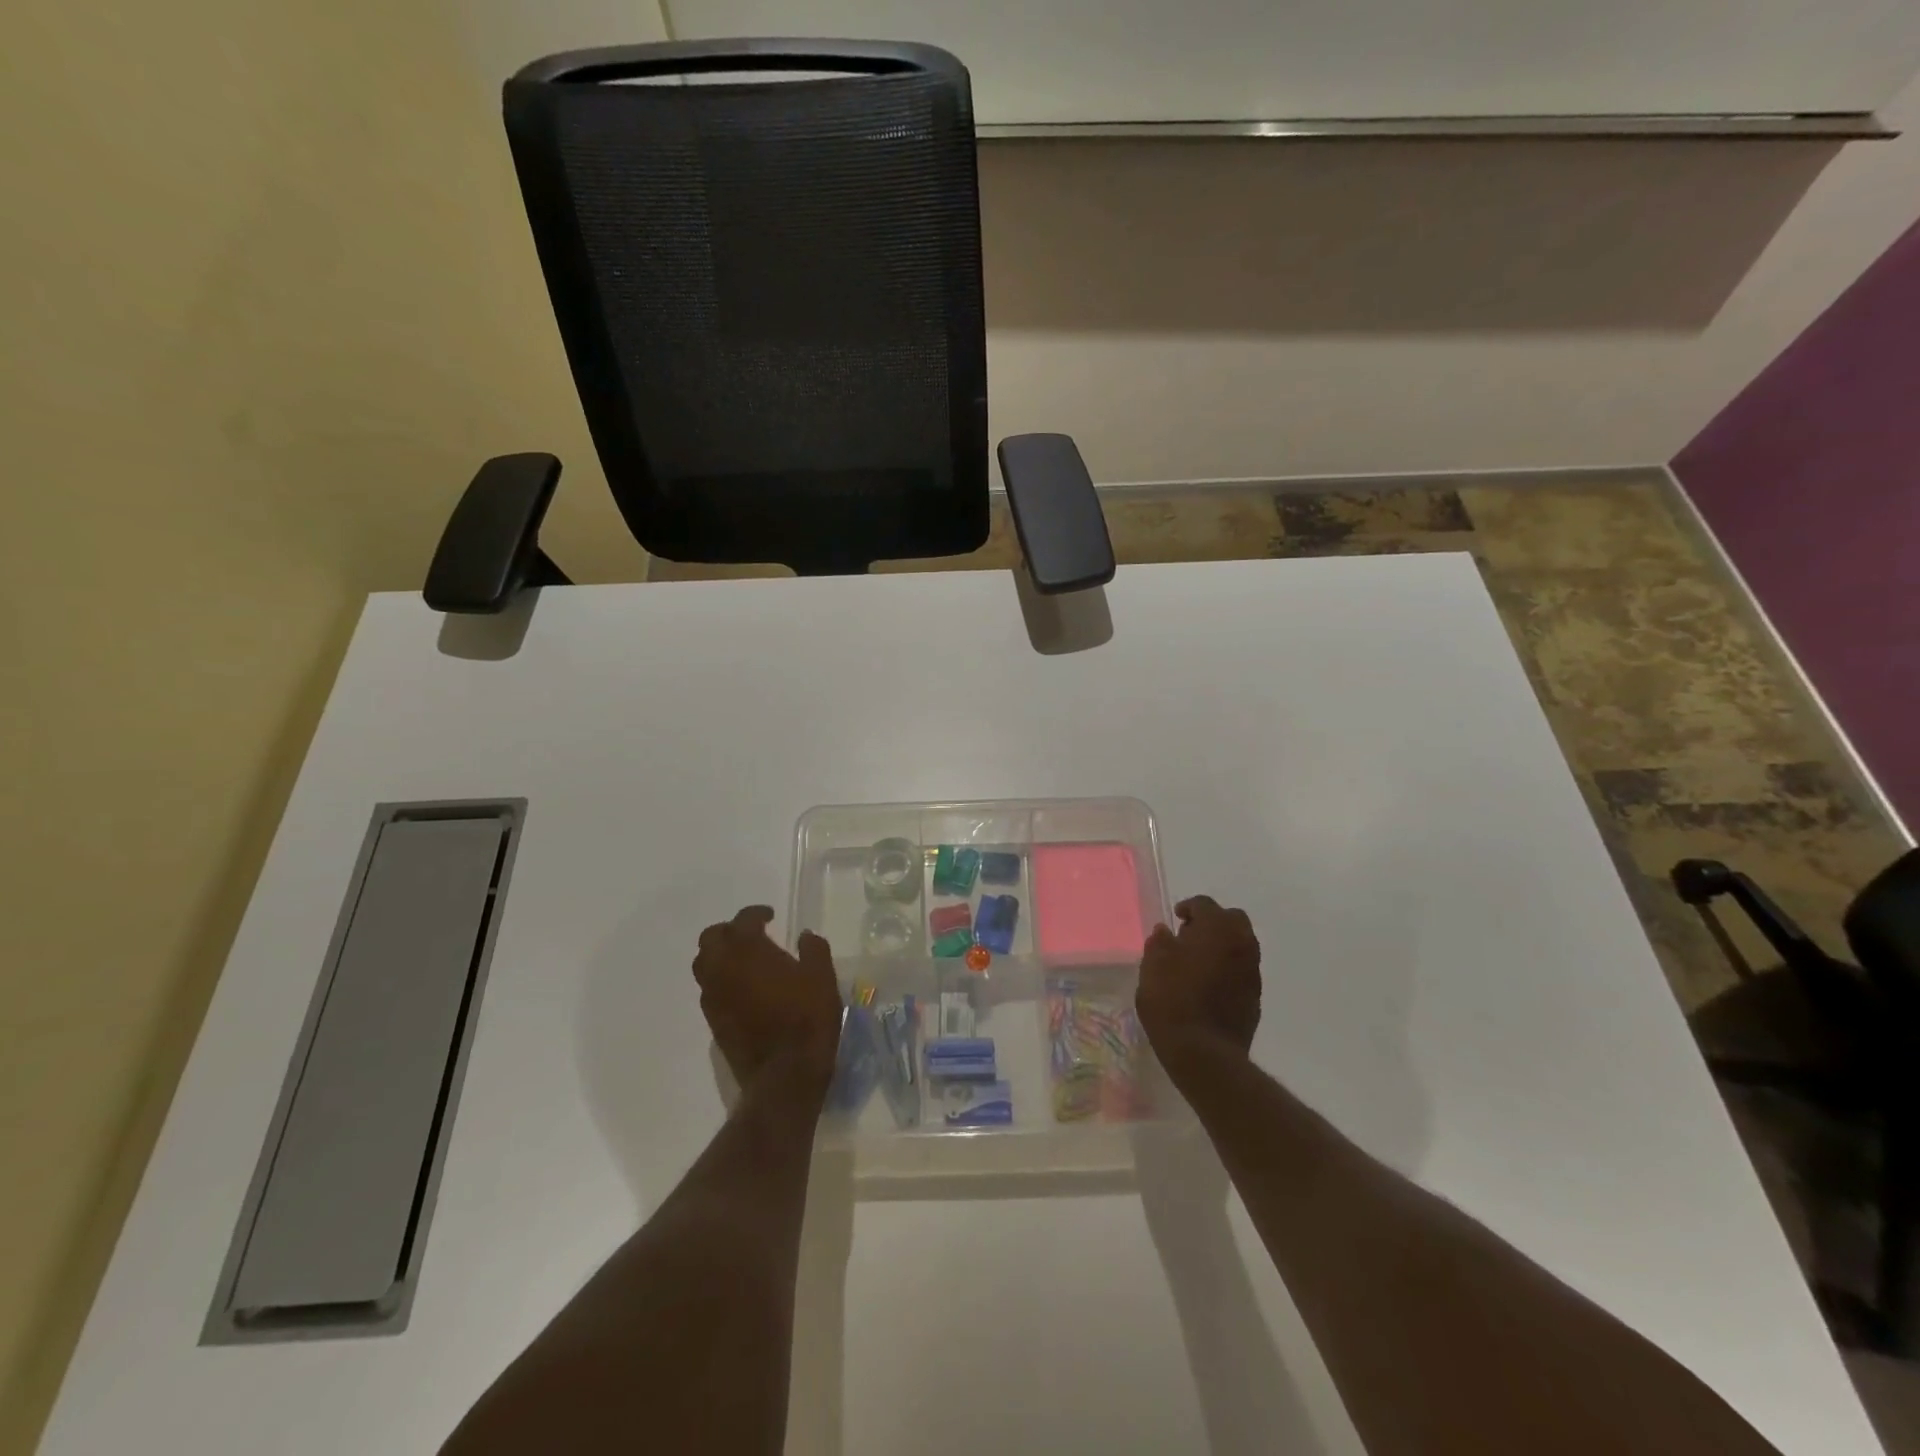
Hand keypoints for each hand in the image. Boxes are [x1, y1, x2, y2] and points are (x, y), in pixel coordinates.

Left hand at [693, 906, 841, 1097]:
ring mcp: (713, 997)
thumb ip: (813, 949)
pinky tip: (743, 989)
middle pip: (711, 938)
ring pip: (704, 965)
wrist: (786, 1073)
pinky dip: (722, 981)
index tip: (770, 916)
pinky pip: (710, 990)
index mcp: (747, 949)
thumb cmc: (807, 1016)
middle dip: (728, 931)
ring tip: (744, 961)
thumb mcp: (821, 976)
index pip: (743, 920)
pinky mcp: (713, 1022)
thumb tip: (804, 936)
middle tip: (751, 935)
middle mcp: (722, 968)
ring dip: (720, 956)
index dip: (756, 914)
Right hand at [1137, 896, 1261, 1075]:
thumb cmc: (1172, 1000)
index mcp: (1217, 928)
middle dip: (1212, 922)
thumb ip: (1160, 942)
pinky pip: (1242, 970)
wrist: (1204, 1052)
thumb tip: (1165, 932)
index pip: (1205, 904)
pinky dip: (1228, 968)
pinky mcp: (1255, 996)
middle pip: (1231, 919)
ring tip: (1197, 962)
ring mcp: (1252, 971)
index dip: (1188, 907)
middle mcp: (1241, 943)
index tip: (1175, 918)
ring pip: (1240, 944)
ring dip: (1221, 946)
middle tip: (1189, 937)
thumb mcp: (1153, 965)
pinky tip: (1208, 984)